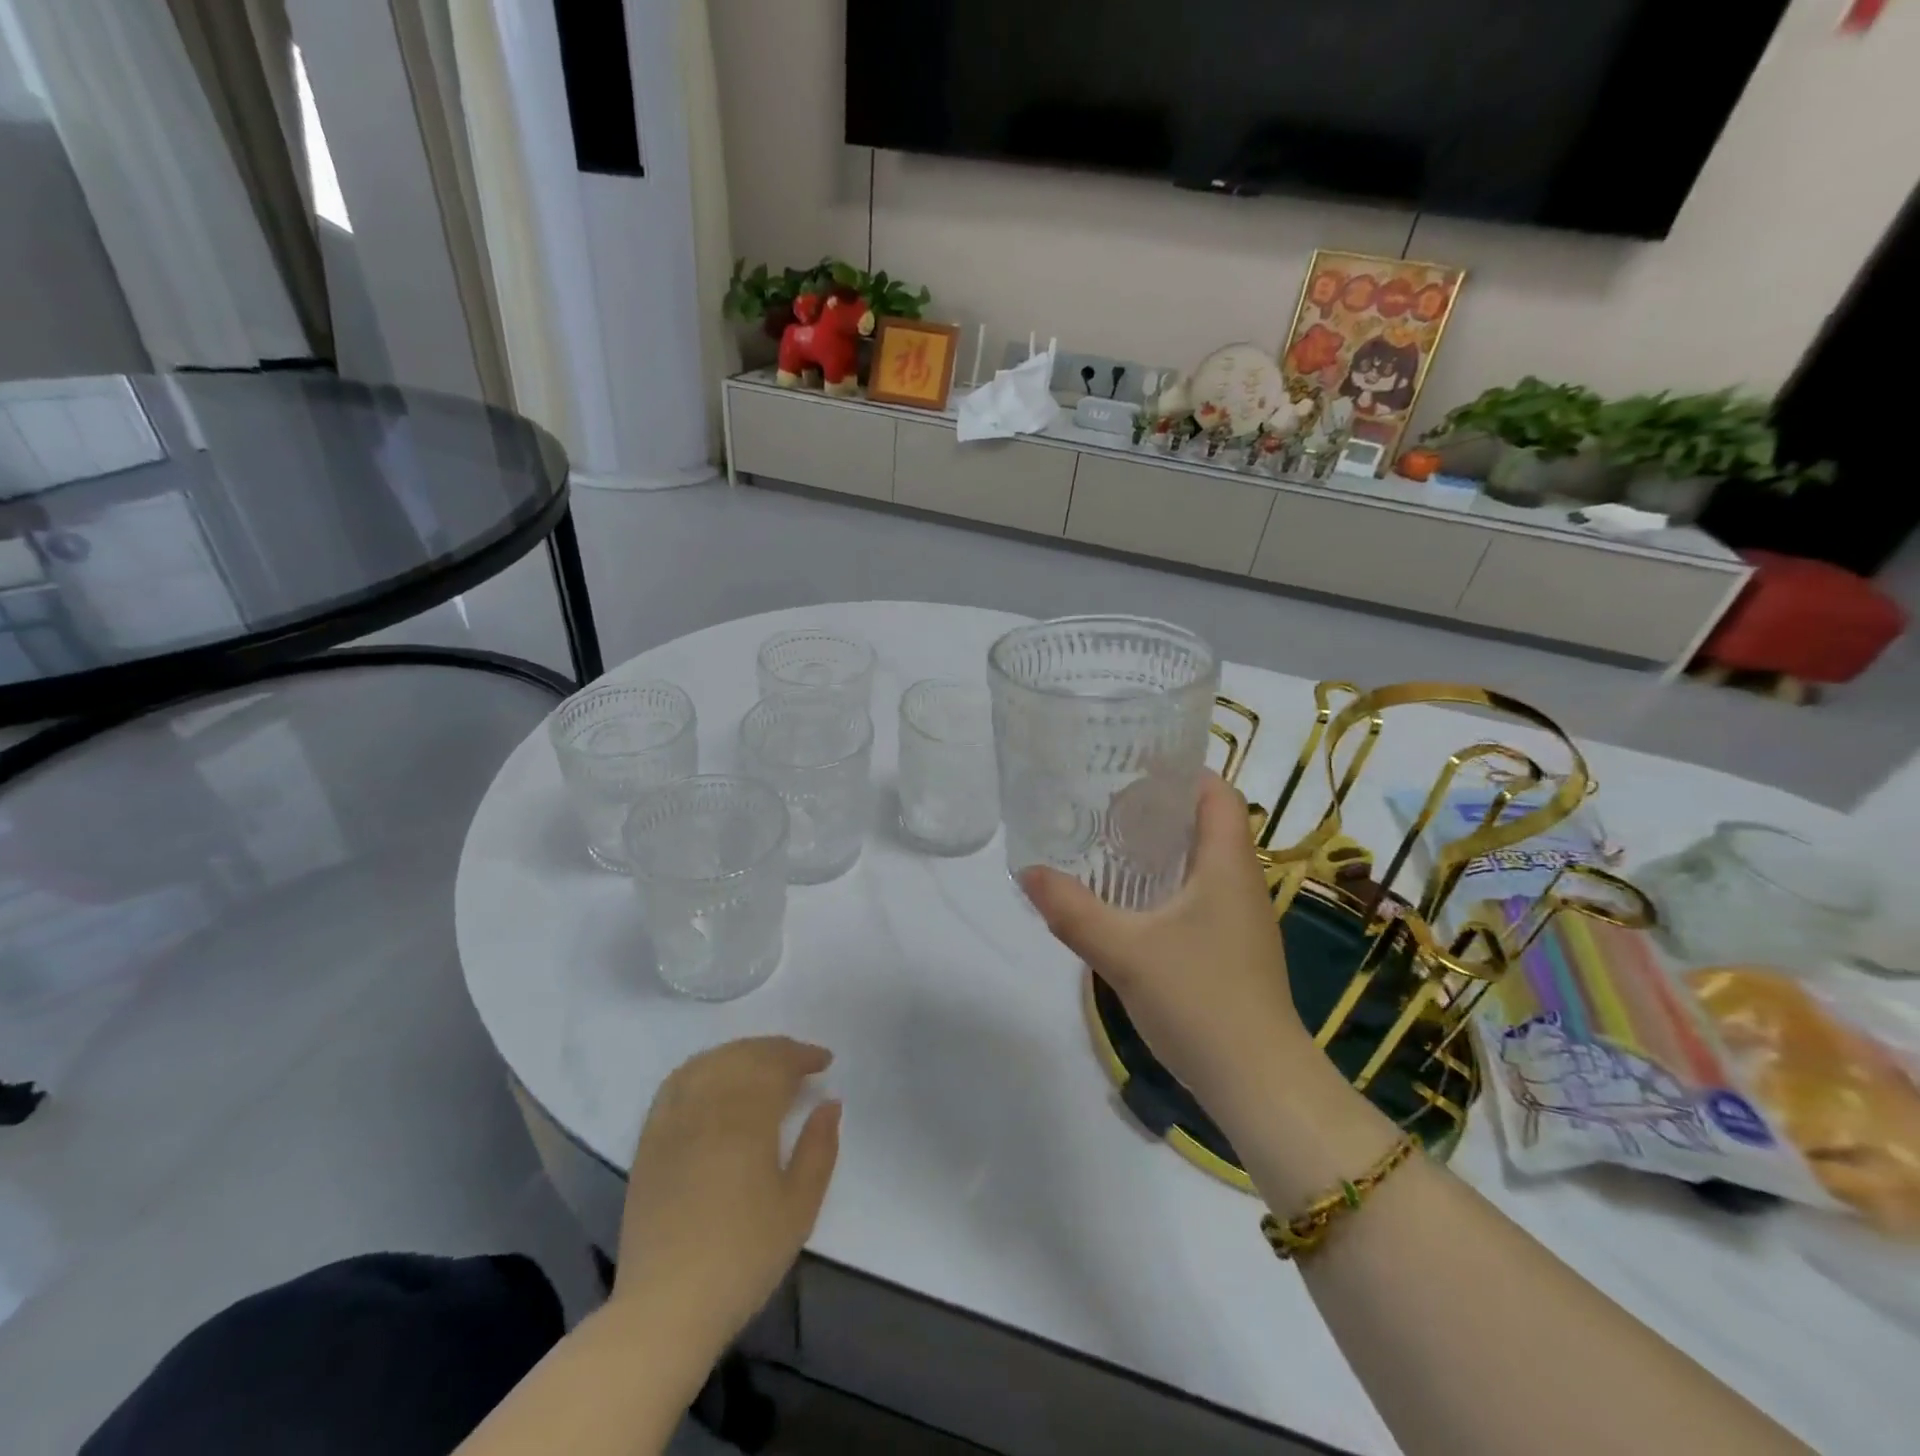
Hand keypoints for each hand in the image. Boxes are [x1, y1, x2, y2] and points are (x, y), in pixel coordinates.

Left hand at [613, 1037, 839, 1352]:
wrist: (666, 1306)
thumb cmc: (743, 1257)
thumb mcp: (799, 1208)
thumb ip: (819, 1148)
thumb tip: (830, 1103)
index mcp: (748, 1119)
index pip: (777, 1064)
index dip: (803, 1056)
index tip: (824, 1062)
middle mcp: (709, 1106)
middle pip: (744, 1056)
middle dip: (776, 1050)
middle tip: (800, 1063)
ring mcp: (674, 1120)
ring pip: (710, 1062)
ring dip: (742, 1053)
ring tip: (763, 1065)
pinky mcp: (650, 1139)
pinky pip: (677, 1082)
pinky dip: (704, 1067)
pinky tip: (715, 1078)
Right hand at [1020, 775, 1311, 1129]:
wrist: (1259, 1083)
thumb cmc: (1200, 1000)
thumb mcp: (1124, 952)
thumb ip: (1073, 910)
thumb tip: (1027, 871)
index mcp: (1227, 865)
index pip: (1217, 793)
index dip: (1181, 772)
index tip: (1132, 767)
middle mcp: (1241, 882)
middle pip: (1206, 823)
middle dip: (1159, 809)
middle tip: (1104, 805)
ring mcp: (1242, 919)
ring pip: (1202, 862)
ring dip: (1162, 849)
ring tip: (1108, 846)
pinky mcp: (1233, 949)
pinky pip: (1199, 896)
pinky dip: (1167, 885)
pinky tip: (1130, 905)